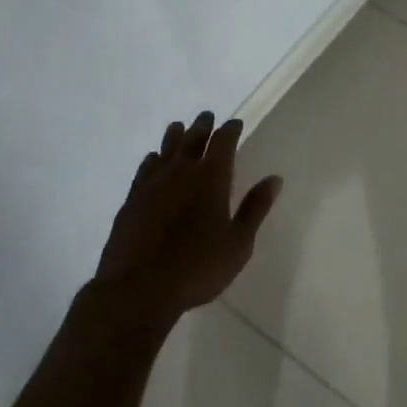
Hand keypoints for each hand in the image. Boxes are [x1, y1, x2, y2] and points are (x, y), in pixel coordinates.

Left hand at [92, 112, 282, 323]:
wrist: (137, 289)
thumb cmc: (197, 268)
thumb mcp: (238, 243)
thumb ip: (255, 208)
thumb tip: (274, 179)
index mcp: (212, 177)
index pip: (223, 142)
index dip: (231, 130)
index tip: (235, 123)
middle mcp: (182, 171)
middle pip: (193, 138)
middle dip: (203, 126)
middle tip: (207, 116)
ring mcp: (152, 184)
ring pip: (166, 149)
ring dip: (176, 136)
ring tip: (179, 127)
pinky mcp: (132, 200)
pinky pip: (145, 169)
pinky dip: (153, 159)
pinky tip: (153, 160)